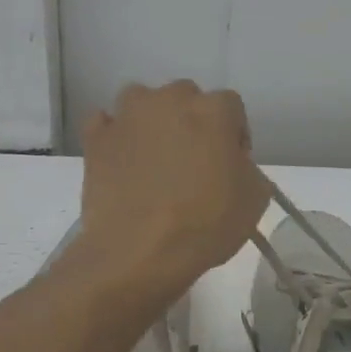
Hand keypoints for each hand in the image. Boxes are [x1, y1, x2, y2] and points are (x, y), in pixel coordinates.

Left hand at [78, 81, 270, 295]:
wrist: (139, 252)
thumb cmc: (206, 224)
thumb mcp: (255, 200)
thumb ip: (248, 169)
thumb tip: (233, 165)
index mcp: (213, 110)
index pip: (231, 107)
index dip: (234, 136)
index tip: (232, 165)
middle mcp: (169, 100)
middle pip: (186, 99)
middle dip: (192, 123)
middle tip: (193, 162)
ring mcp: (127, 116)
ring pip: (143, 103)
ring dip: (151, 122)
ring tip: (154, 158)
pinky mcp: (95, 139)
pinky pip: (106, 125)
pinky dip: (115, 137)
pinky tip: (122, 162)